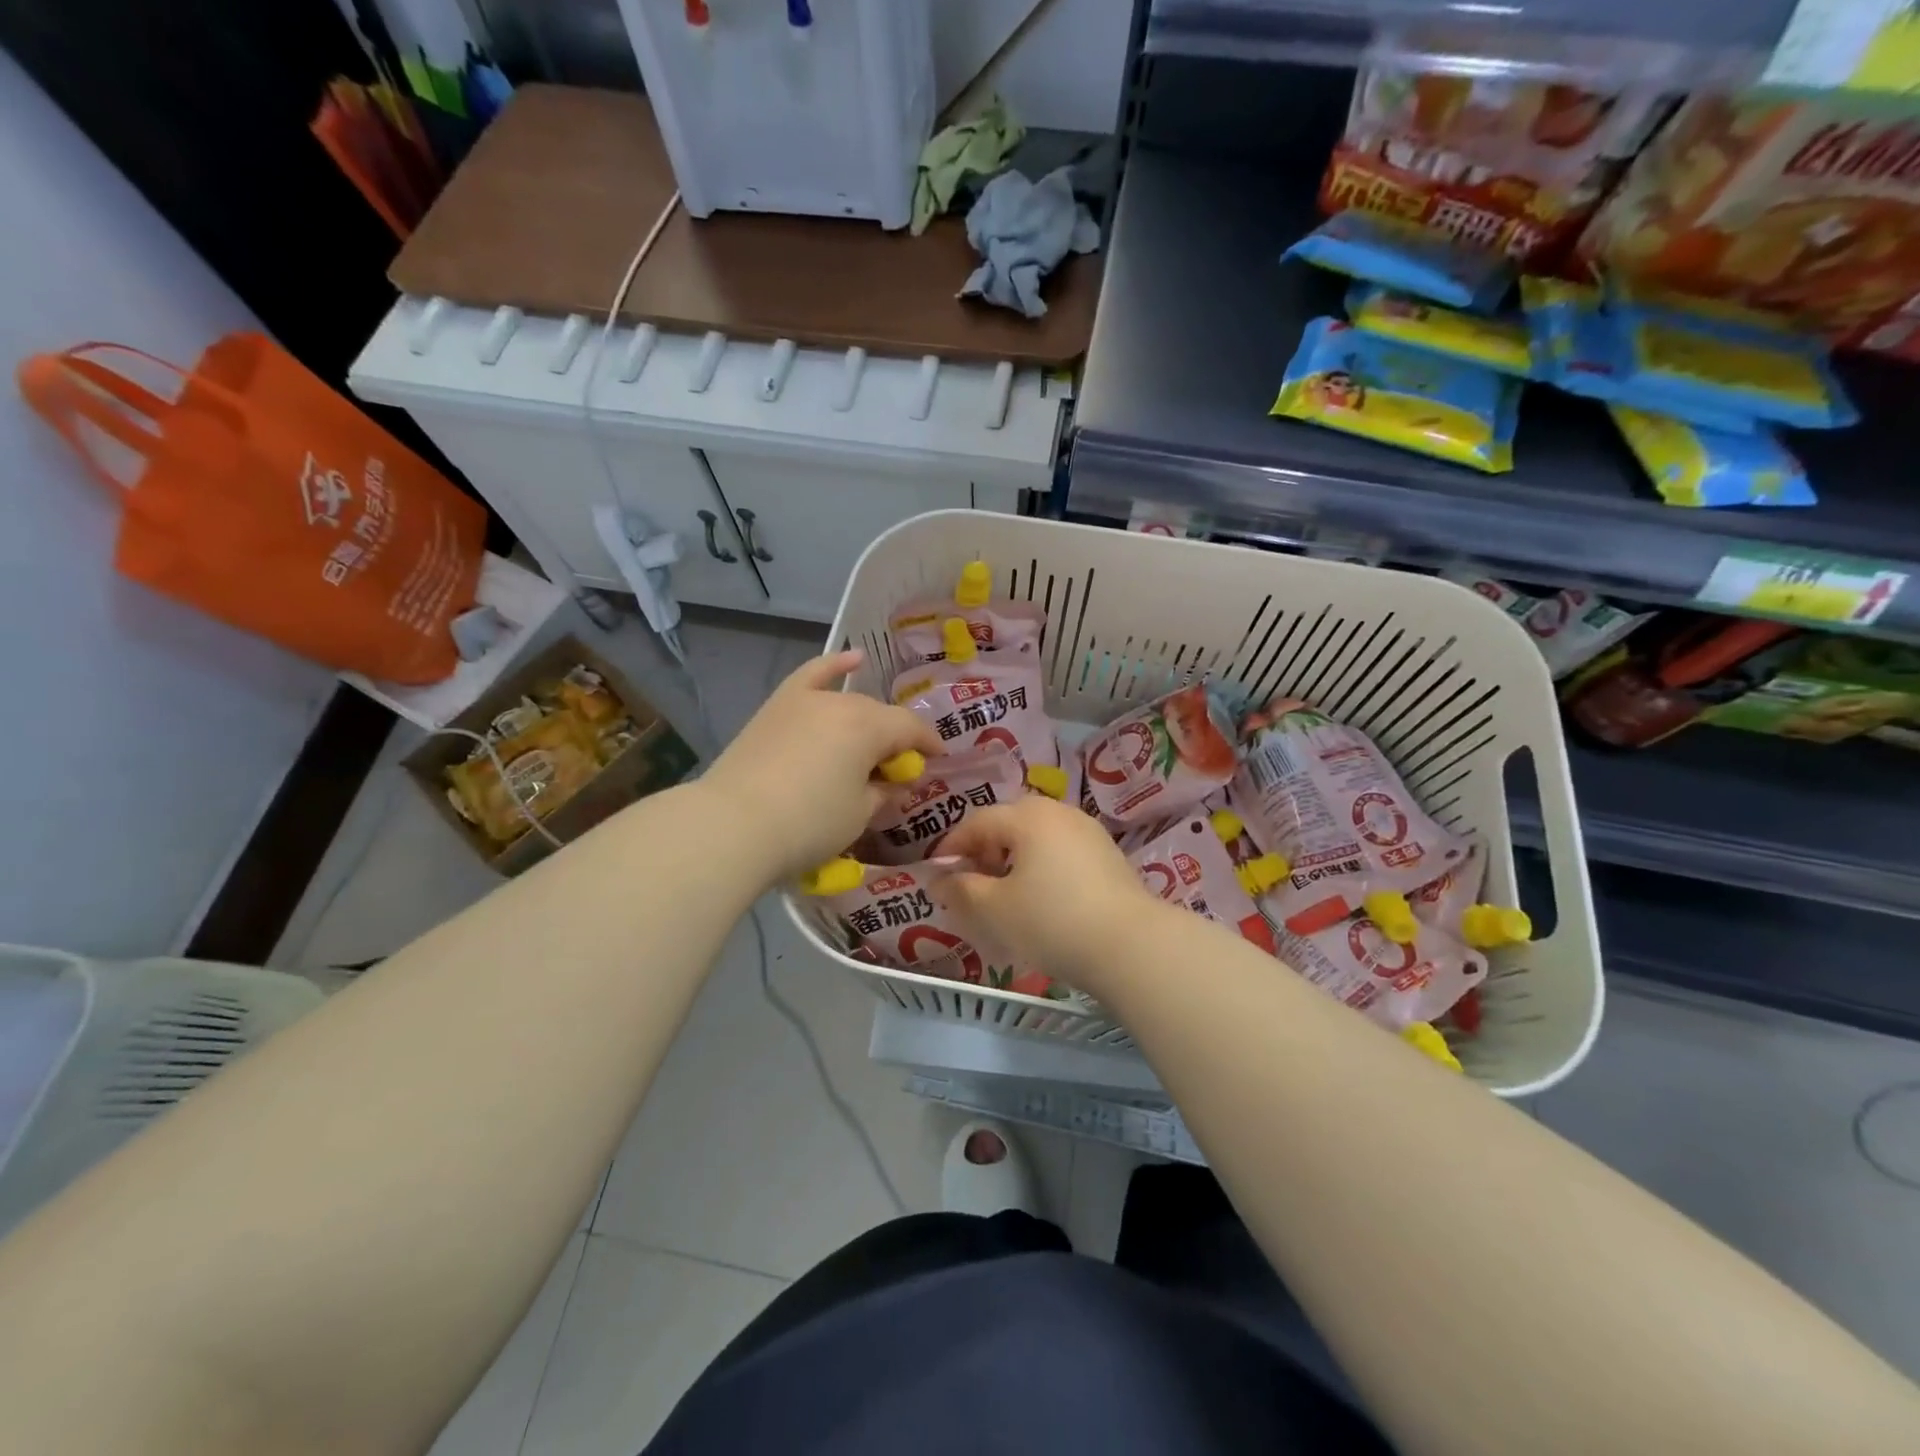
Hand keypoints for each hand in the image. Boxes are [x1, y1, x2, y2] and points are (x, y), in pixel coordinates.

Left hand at [700, 649, 941, 886]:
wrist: (732, 825)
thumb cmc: (808, 824)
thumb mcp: (858, 815)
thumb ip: (883, 792)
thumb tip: (894, 781)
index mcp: (869, 727)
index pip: (911, 729)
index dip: (929, 745)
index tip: (939, 761)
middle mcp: (841, 703)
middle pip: (879, 716)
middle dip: (895, 740)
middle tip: (897, 771)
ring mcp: (805, 700)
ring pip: (849, 702)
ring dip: (867, 720)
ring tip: (872, 742)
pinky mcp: (777, 707)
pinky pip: (812, 675)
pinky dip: (833, 666)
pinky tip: (852, 658)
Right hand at [935, 797, 1161, 992]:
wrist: (1132, 946)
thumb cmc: (1052, 920)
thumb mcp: (995, 909)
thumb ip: (960, 889)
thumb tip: (937, 878)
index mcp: (1027, 816)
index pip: (977, 822)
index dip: (952, 847)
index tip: (936, 875)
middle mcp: (1058, 812)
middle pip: (1009, 824)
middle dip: (984, 851)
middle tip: (970, 885)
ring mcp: (1088, 831)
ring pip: (1036, 838)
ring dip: (1013, 860)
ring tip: (1004, 895)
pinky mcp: (1108, 855)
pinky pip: (1060, 852)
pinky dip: (1040, 867)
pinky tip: (1042, 899)